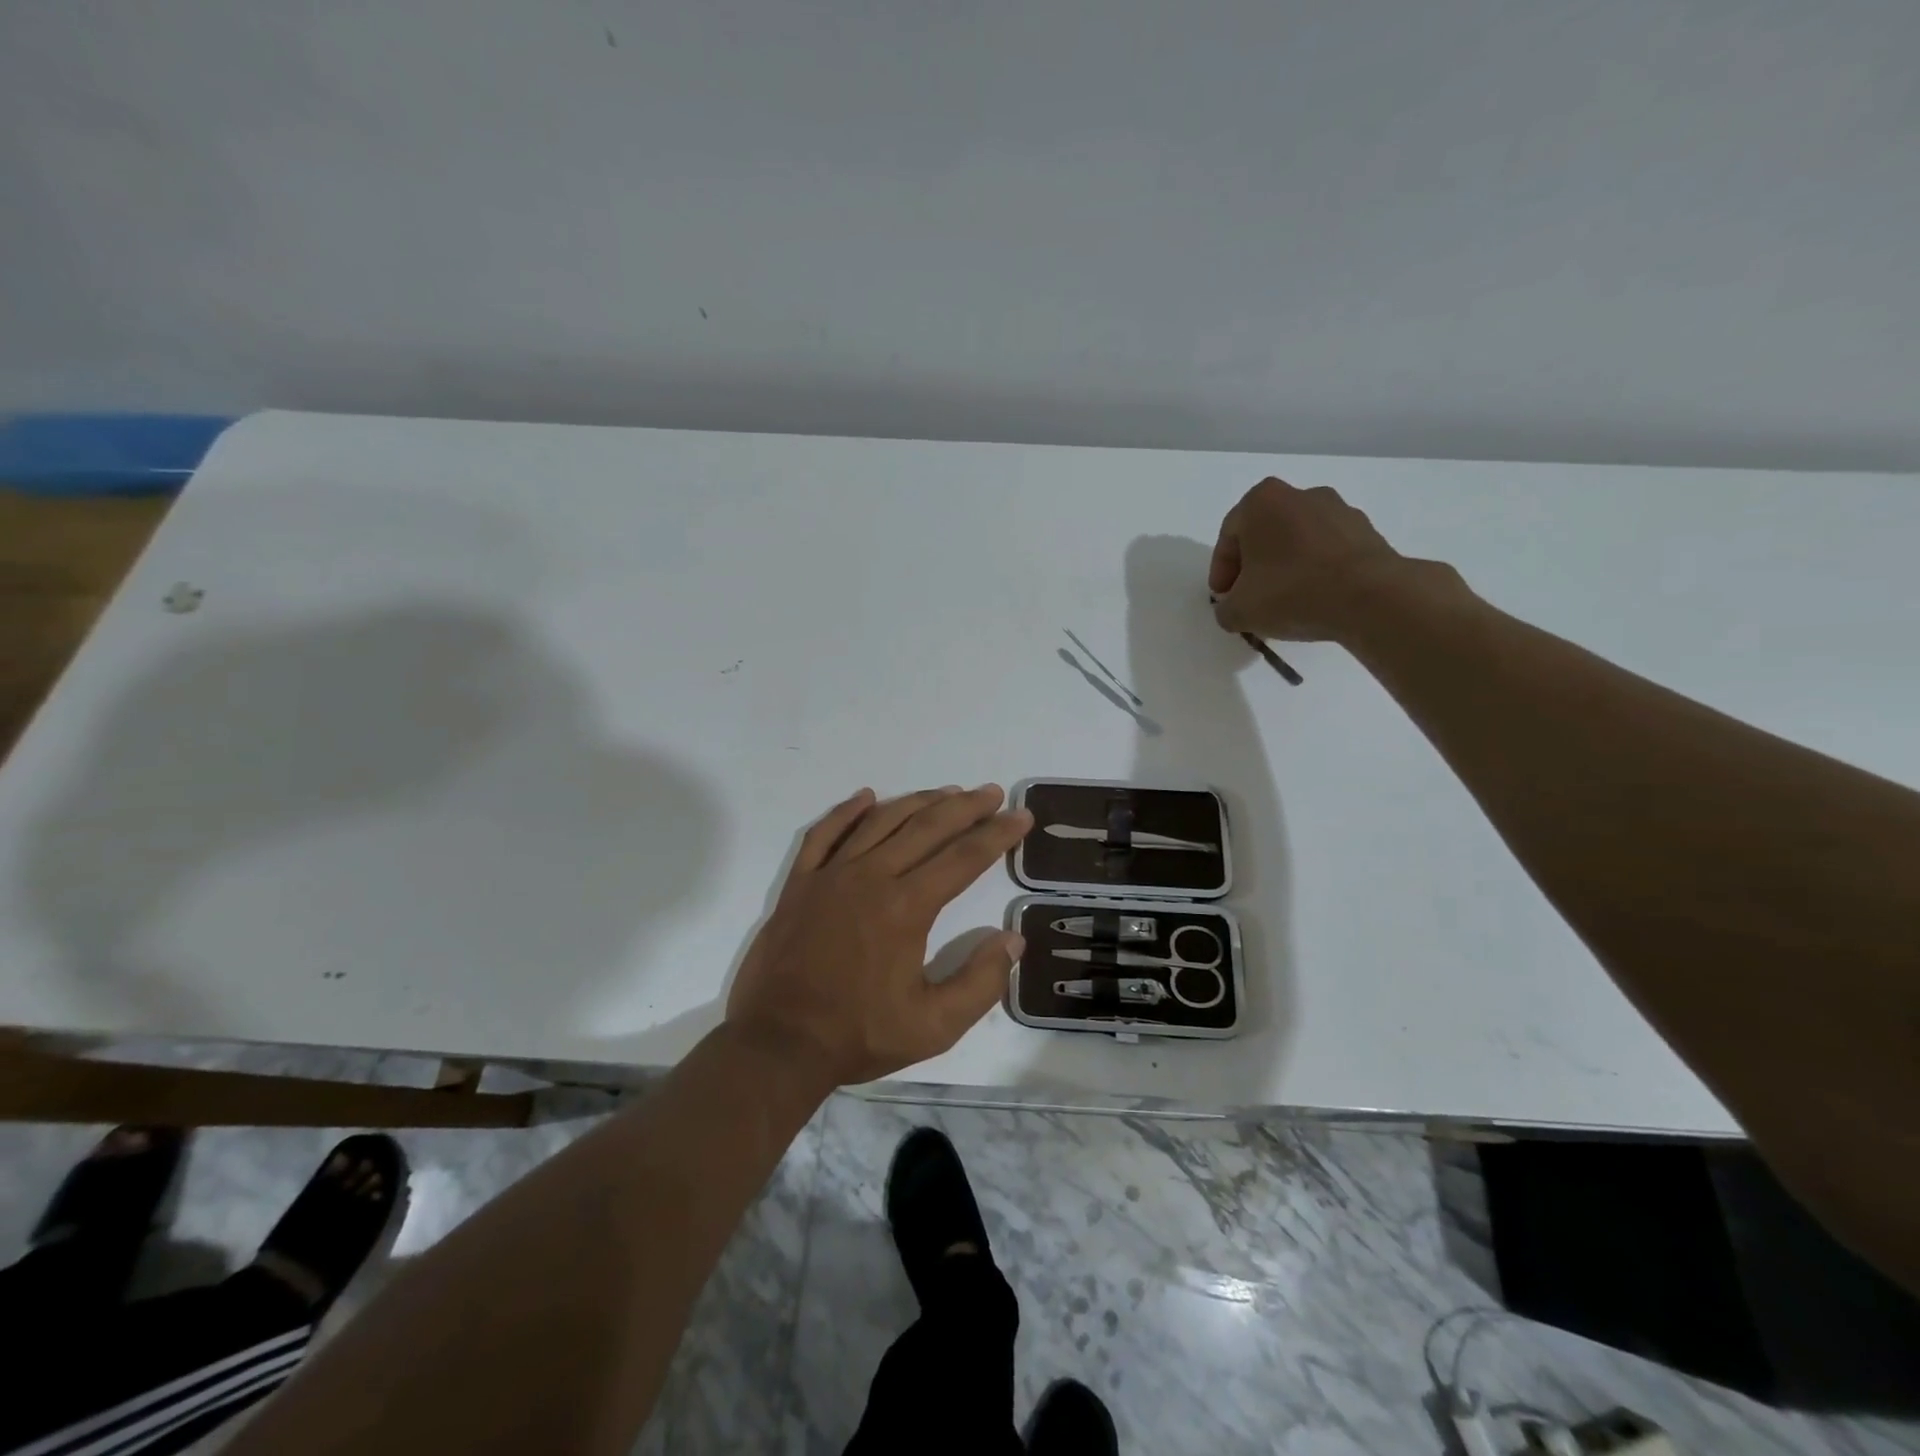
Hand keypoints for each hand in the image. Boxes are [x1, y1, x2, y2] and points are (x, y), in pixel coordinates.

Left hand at [726, 784, 1033, 1087]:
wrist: (778, 1043)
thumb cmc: (859, 1035)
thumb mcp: (934, 1026)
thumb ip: (980, 983)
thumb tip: (1012, 940)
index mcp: (907, 907)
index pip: (964, 857)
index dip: (998, 834)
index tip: (1021, 816)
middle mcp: (871, 877)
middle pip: (926, 827)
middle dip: (965, 807)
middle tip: (992, 792)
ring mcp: (830, 875)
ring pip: (880, 821)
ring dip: (917, 801)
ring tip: (946, 792)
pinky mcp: (800, 883)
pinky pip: (824, 834)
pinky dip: (846, 811)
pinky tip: (866, 797)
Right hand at [1208, 477, 1416, 641]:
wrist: (1370, 597)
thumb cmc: (1291, 592)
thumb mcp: (1239, 611)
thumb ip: (1225, 609)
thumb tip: (1233, 609)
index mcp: (1262, 501)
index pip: (1229, 537)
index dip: (1221, 571)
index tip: (1223, 598)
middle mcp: (1300, 495)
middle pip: (1265, 534)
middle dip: (1254, 566)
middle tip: (1249, 598)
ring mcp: (1339, 509)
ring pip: (1298, 541)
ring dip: (1286, 567)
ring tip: (1285, 602)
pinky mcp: (1367, 531)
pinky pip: (1328, 552)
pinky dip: (1317, 571)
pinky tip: (1315, 599)